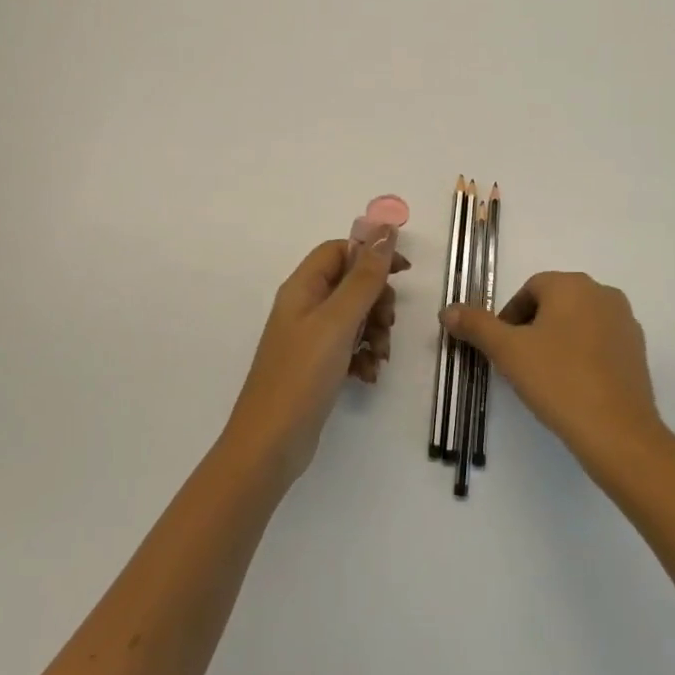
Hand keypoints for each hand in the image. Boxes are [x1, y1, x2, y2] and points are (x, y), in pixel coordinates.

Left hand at [225, 232, 407, 484]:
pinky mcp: (317, 366)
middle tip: (388, 324)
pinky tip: (369, 374)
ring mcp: (309, 338)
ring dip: (375, 330)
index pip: (340, 250)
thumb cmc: (302, 375)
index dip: (372, 255)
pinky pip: (349, 346)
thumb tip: (385, 229)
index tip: (403, 272)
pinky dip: (364, 355)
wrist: (270, 445)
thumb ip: (364, 276)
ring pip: (355, 316)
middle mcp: (304, 307)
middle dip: (377, 300)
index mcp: (302, 287)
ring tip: (381, 355)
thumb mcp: (338, 321)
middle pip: (351, 283)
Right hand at [443, 272, 663, 474]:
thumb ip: (476, 326)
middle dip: (533, 328)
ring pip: (578, 322)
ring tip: (545, 377)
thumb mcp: (508, 352)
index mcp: (571, 284)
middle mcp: (602, 293)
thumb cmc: (558, 380)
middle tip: (520, 363)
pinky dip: (583, 355)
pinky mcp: (638, 349)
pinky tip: (573, 386)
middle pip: (555, 303)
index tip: (502, 350)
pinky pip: (600, 342)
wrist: (617, 431)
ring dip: (558, 341)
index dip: (510, 318)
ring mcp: (625, 321)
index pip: (530, 289)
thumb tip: (447, 310)